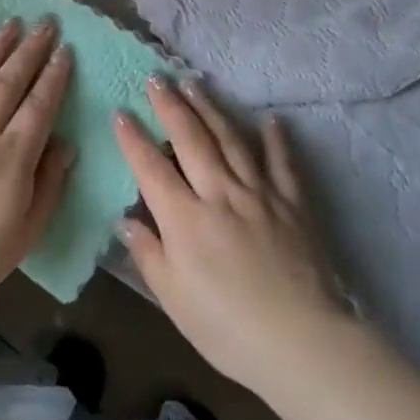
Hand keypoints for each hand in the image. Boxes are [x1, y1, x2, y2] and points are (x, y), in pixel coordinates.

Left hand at [0, 17, 71, 312]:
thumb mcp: (24, 234)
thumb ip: (49, 186)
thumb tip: (66, 145)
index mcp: (12, 157)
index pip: (40, 105)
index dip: (54, 76)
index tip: (64, 51)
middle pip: (10, 82)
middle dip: (30, 50)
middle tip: (45, 24)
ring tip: (10, 25)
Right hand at [114, 77, 349, 395]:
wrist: (300, 341)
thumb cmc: (227, 328)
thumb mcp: (173, 299)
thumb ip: (148, 254)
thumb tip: (125, 219)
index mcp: (185, 219)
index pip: (151, 168)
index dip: (132, 139)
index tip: (120, 111)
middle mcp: (220, 193)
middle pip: (191, 140)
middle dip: (170, 106)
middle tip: (157, 78)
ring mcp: (259, 193)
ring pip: (231, 139)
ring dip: (211, 108)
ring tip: (195, 83)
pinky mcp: (292, 202)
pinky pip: (282, 162)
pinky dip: (276, 138)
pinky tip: (270, 118)